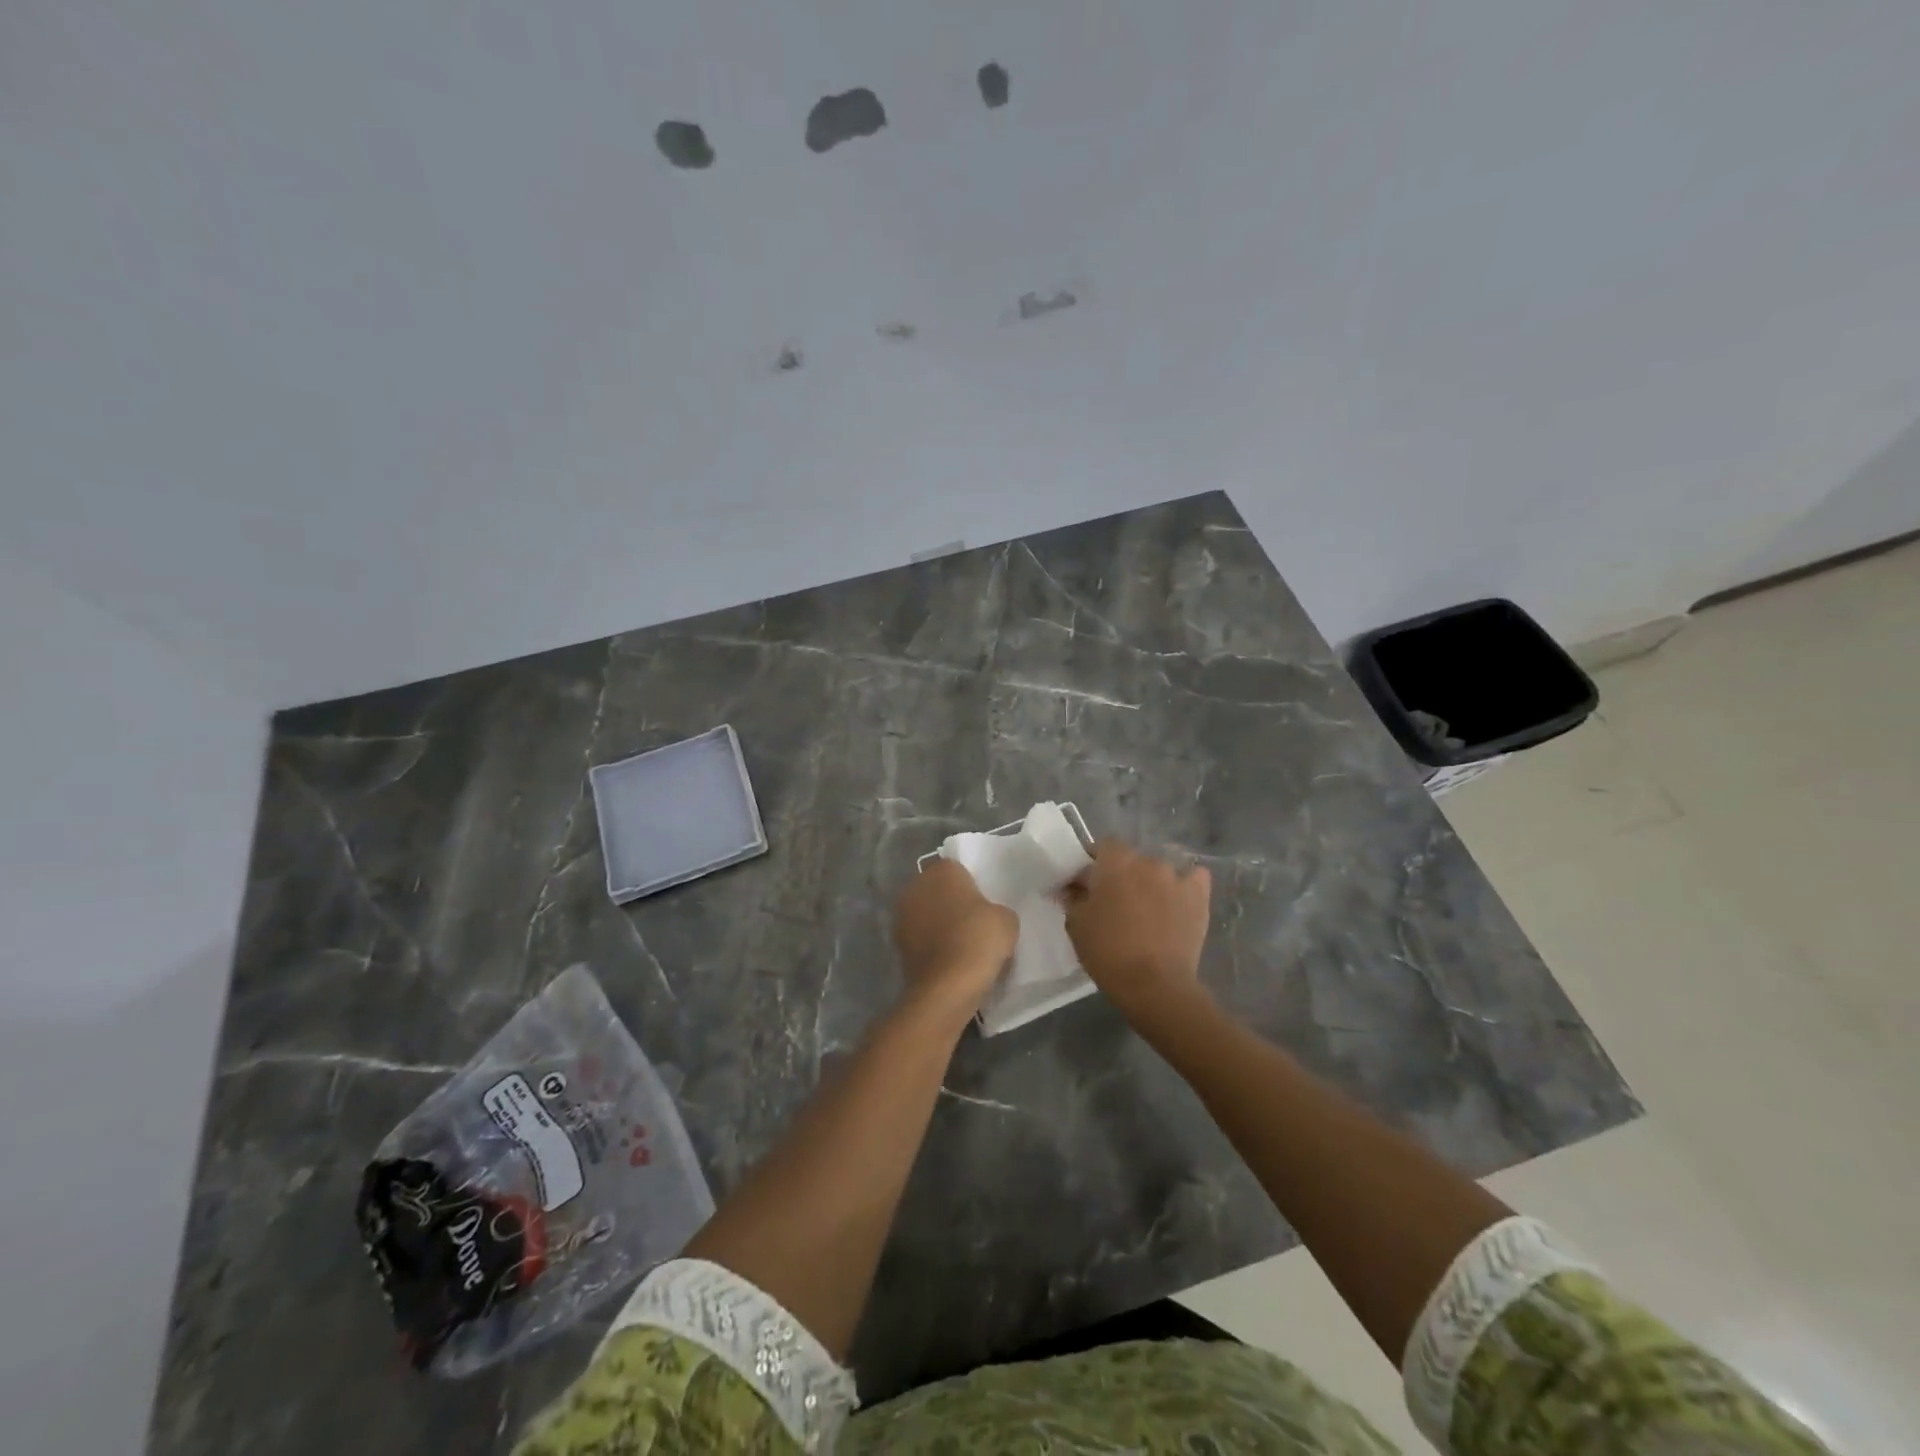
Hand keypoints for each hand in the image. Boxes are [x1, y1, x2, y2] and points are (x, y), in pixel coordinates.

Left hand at [892, 859, 1017, 1021]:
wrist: (947, 986)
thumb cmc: (979, 939)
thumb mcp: (1007, 919)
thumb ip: (996, 909)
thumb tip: (987, 917)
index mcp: (942, 870)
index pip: (958, 869)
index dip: (972, 886)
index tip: (985, 905)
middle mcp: (916, 886)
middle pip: (938, 890)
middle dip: (952, 903)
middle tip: (975, 923)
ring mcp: (902, 915)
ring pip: (927, 914)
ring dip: (939, 924)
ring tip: (963, 945)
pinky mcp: (897, 944)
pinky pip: (921, 938)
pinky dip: (932, 945)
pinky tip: (950, 960)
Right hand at [1063, 839, 1212, 1021]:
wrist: (1155, 985)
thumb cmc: (1108, 952)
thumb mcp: (1076, 924)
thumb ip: (1072, 898)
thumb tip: (1072, 887)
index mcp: (1115, 862)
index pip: (1102, 846)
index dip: (1094, 862)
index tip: (1087, 883)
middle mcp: (1148, 860)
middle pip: (1131, 859)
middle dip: (1121, 875)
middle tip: (1113, 902)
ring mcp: (1177, 877)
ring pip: (1158, 871)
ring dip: (1150, 883)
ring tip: (1146, 910)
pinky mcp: (1199, 896)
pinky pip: (1193, 879)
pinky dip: (1185, 886)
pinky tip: (1177, 902)